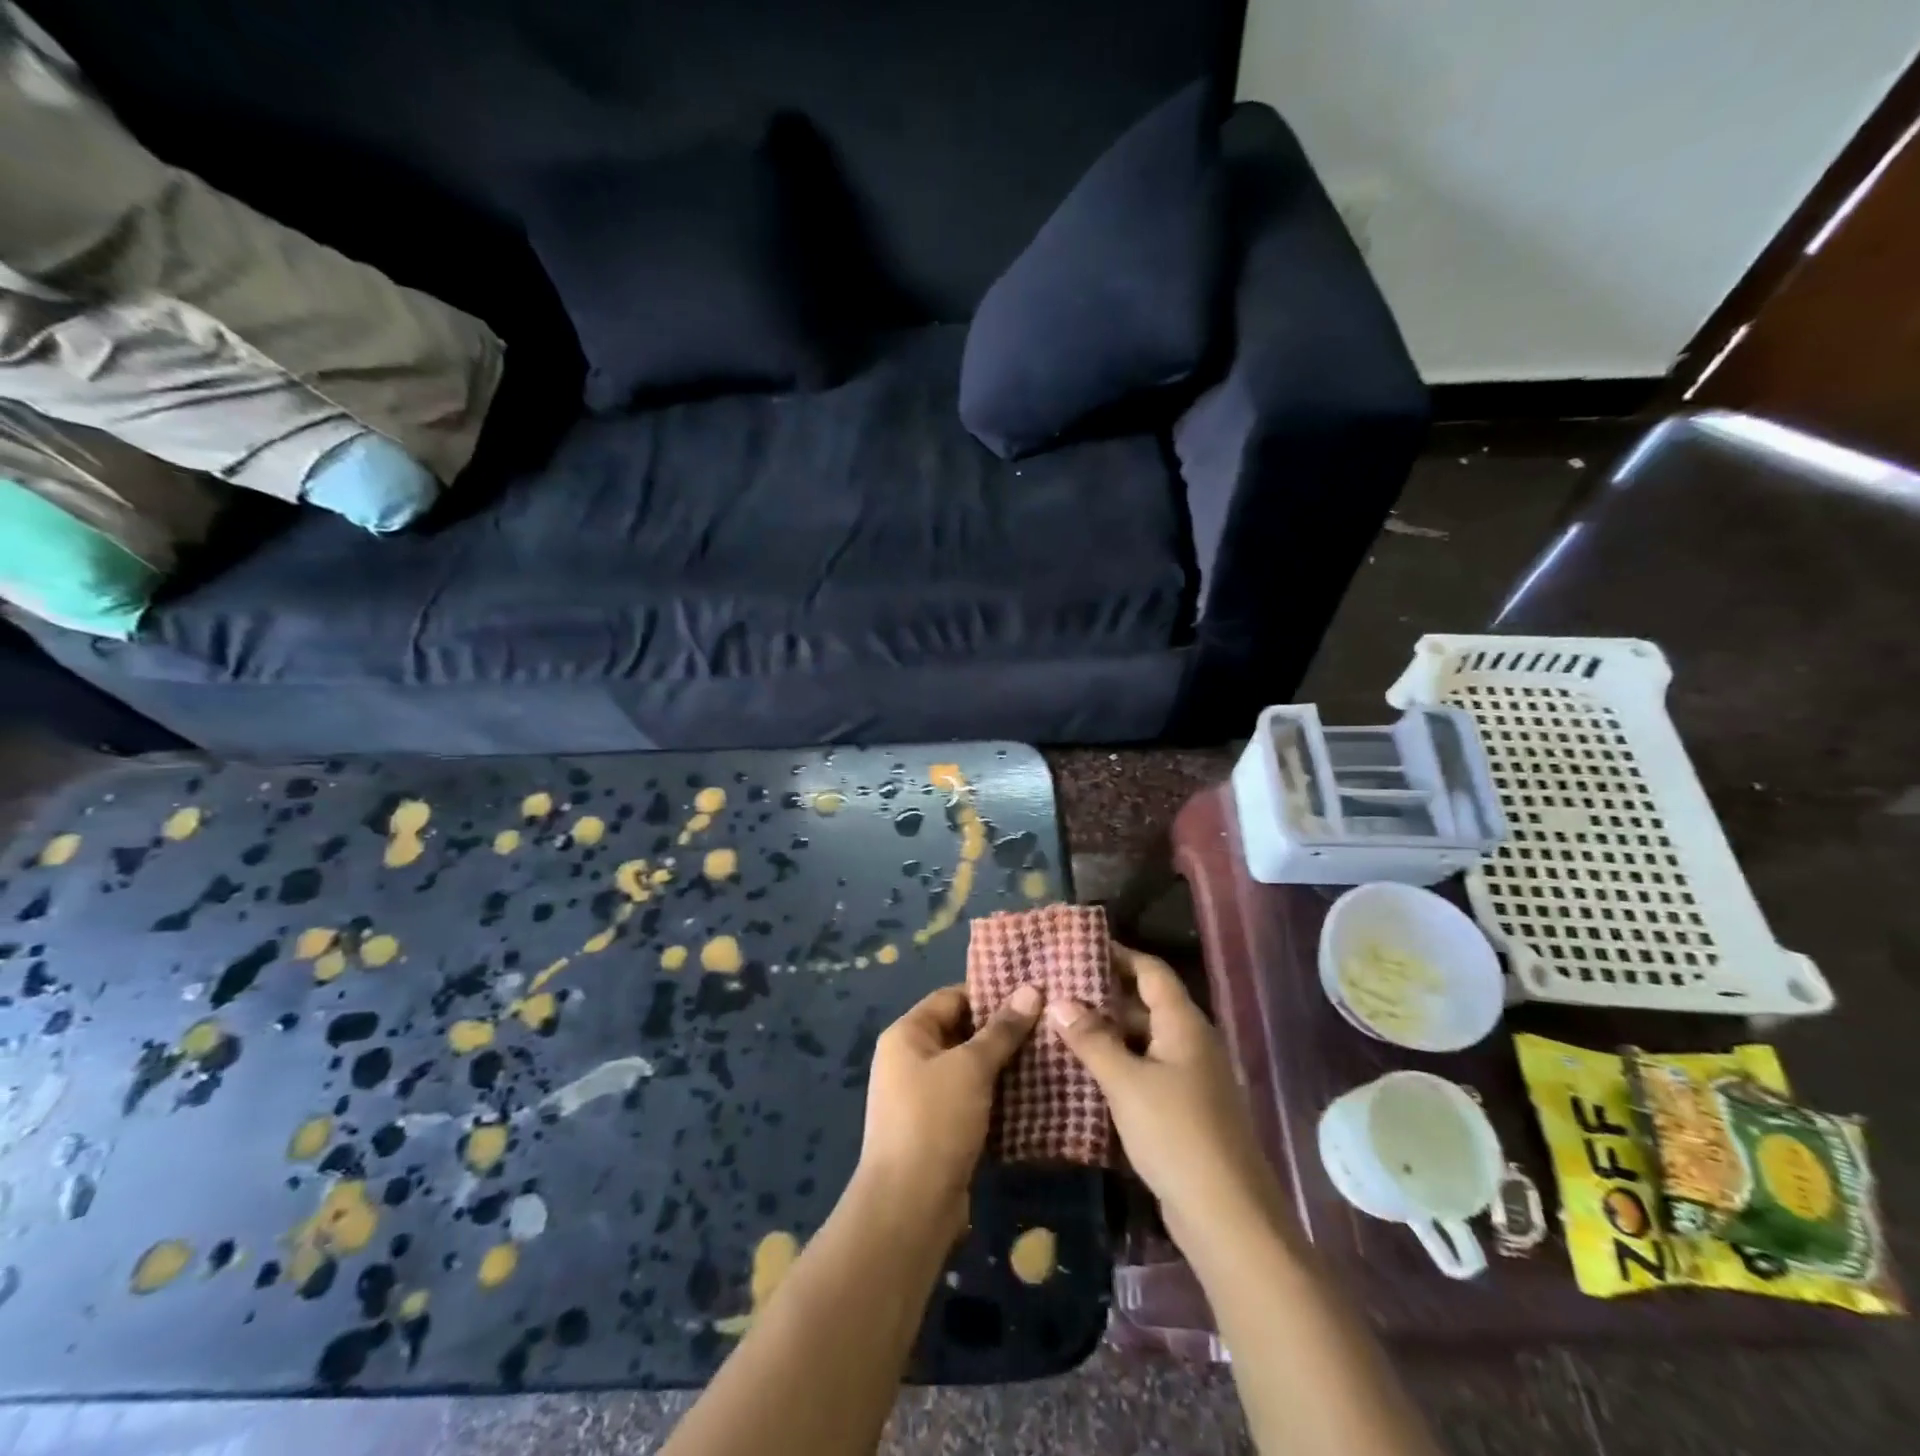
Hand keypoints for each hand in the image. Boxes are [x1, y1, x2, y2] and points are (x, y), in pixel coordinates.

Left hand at [857, 983, 1041, 1239]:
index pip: (951, 998)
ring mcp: (921, 1097)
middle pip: (961, 1032)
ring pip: (969, 1069)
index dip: (990, 994)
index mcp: (907, 1034)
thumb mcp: (972, 1067)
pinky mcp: (937, 1130)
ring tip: (1047, 1057)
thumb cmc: (935, 1121)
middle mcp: (908, 1060)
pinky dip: (996, 1096)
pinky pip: (970, 1100)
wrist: (909, 1207)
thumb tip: (1032, 989)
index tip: (1031, 995)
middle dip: (1001, 1031)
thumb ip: (1002, 1030)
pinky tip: (1032, 1096)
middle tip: (1047, 1026)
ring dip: (1002, 1066)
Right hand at [1049, 944, 1284, 1249]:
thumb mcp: (1126, 1082)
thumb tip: (1058, 1000)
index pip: (1150, 971)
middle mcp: (1190, 1041)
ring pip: (1143, 1040)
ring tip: (1060, 1025)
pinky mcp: (1184, 1109)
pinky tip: (1083, 1072)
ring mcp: (1189, 1077)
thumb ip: (1092, 1040)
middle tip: (1057, 988)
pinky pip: (1145, 1071)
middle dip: (1103, 995)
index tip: (1077, 948)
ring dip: (1107, 1033)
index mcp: (1183, 1023)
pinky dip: (1117, 1065)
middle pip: (1145, 1003)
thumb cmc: (1176, 1134)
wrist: (1227, 1217)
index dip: (1118, 955)